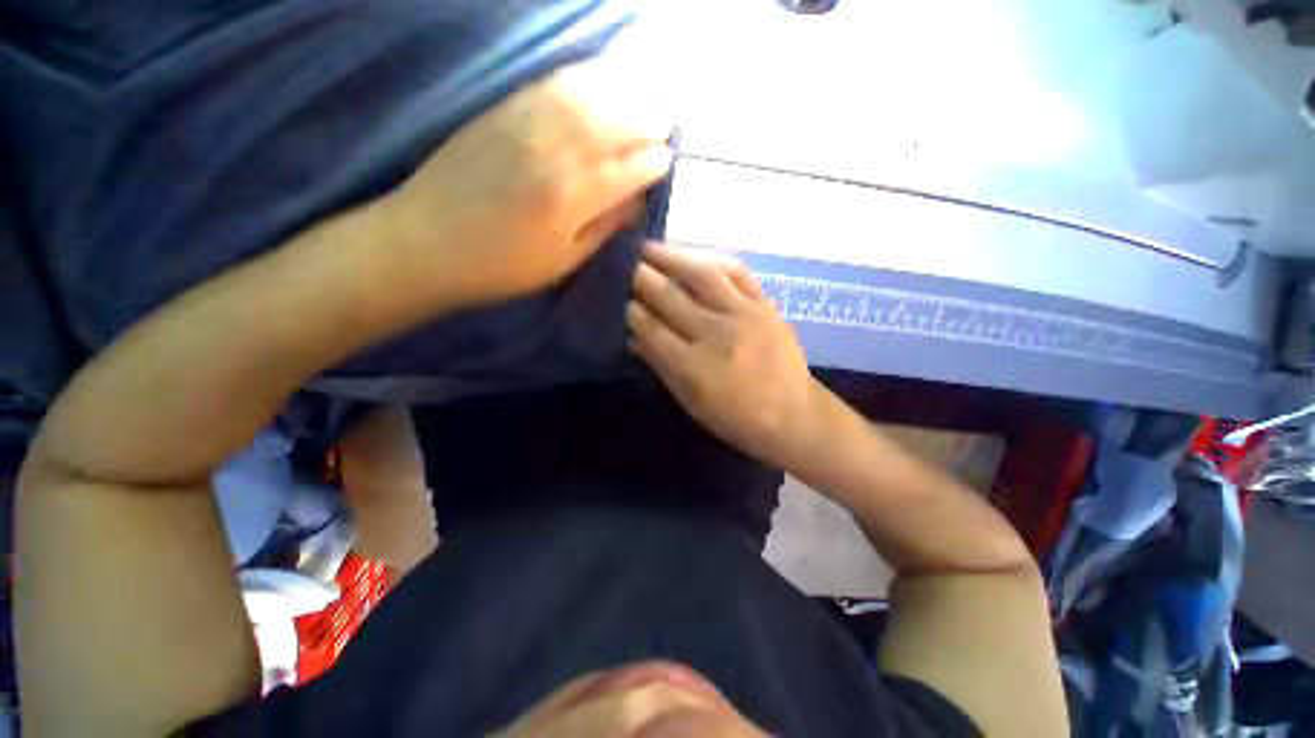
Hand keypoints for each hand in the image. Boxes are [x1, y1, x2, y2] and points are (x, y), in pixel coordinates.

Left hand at [383, 58, 673, 307]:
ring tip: (642, 103)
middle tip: (663, 129)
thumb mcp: (562, 262)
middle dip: (647, 124)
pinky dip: (585, 78)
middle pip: (615, 124)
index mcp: (570, 197)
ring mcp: (525, 122)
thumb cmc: (501, 266)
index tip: (667, 162)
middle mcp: (553, 150)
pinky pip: (554, 83)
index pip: (628, 169)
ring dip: (623, 95)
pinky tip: (600, 82)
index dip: (654, 163)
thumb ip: (603, 228)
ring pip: (589, 95)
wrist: (425, 242)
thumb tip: (636, 203)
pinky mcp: (503, 110)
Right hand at [627, 244, 823, 468]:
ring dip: (671, 257)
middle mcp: (715, 334)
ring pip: (701, 275)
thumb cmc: (734, 417)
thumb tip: (634, 335)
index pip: (651, 328)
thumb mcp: (690, 401)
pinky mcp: (765, 305)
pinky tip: (694, 256)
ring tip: (650, 248)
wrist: (792, 414)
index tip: (621, 300)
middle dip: (642, 278)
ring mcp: (743, 315)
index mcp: (692, 367)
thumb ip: (661, 365)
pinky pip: (737, 273)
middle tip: (626, 264)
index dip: (632, 311)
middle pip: (670, 297)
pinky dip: (712, 261)